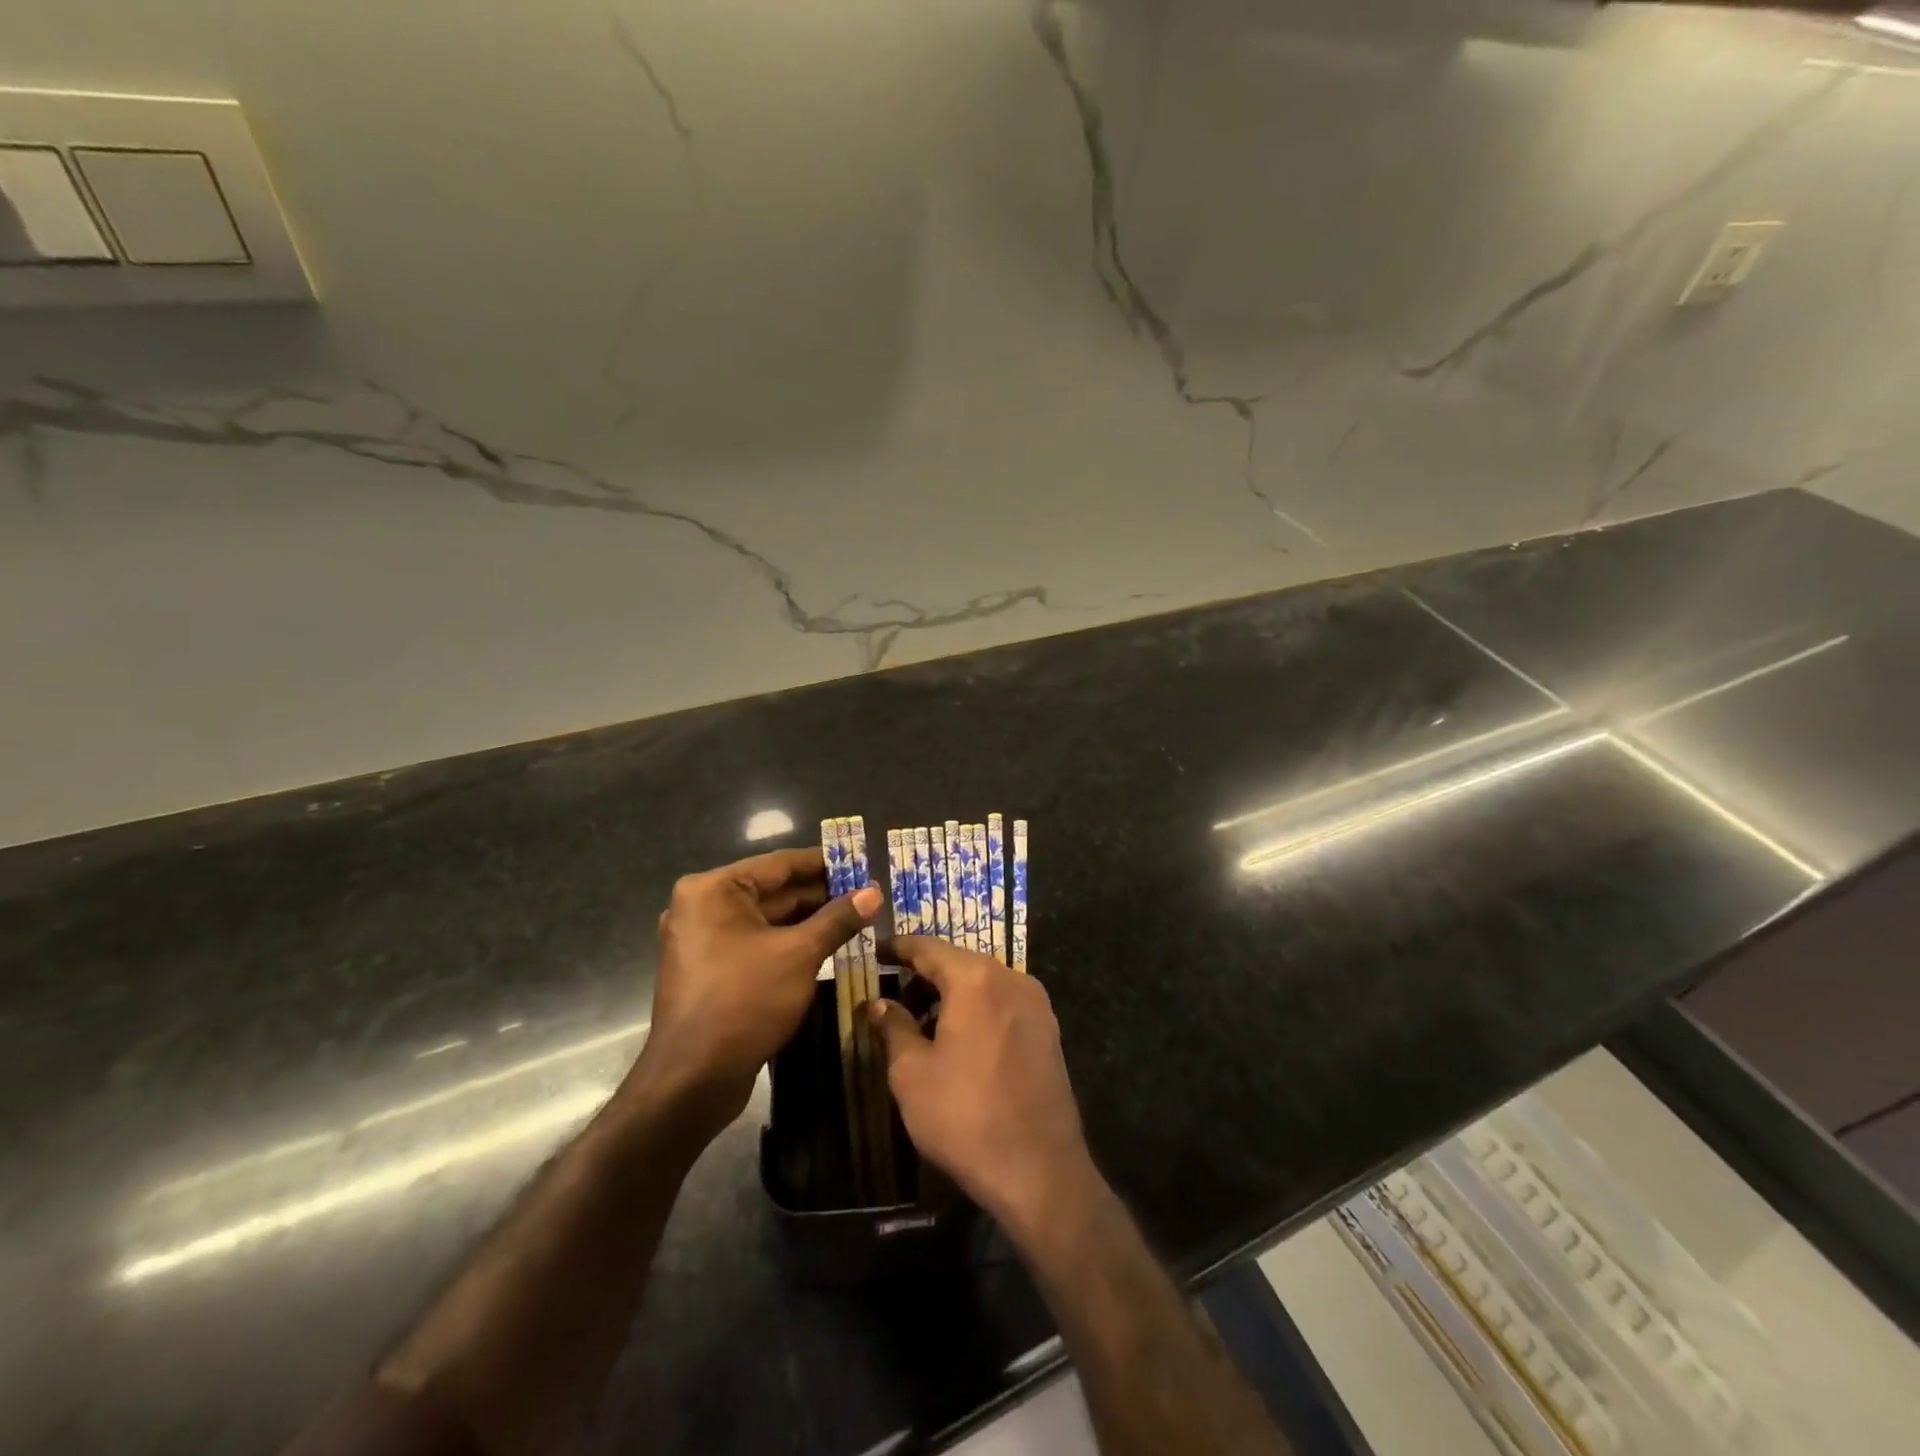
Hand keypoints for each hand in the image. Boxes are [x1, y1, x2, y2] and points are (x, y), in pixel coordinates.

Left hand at [633, 848, 881, 1138]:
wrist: (692, 1081)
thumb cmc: (744, 1003)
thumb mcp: (799, 955)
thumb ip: (837, 919)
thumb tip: (874, 891)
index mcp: (713, 890)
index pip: (779, 864)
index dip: (824, 863)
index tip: (862, 863)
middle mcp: (702, 906)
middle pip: (773, 890)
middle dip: (820, 894)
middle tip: (867, 894)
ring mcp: (703, 940)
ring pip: (767, 919)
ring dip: (809, 920)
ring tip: (857, 918)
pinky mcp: (710, 969)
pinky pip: (757, 943)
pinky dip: (789, 942)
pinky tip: (827, 946)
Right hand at [869, 937, 1095, 1242]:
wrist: (1039, 1171)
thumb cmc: (965, 1116)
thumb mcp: (912, 1074)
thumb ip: (893, 1028)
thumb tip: (878, 1004)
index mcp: (976, 979)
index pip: (929, 948)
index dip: (899, 947)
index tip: (875, 950)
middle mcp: (1011, 978)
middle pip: (959, 962)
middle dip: (925, 974)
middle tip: (893, 991)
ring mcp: (1036, 1005)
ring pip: (984, 983)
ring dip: (952, 993)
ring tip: (921, 1021)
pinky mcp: (1048, 1032)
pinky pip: (1004, 1004)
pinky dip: (977, 1009)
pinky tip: (958, 1039)